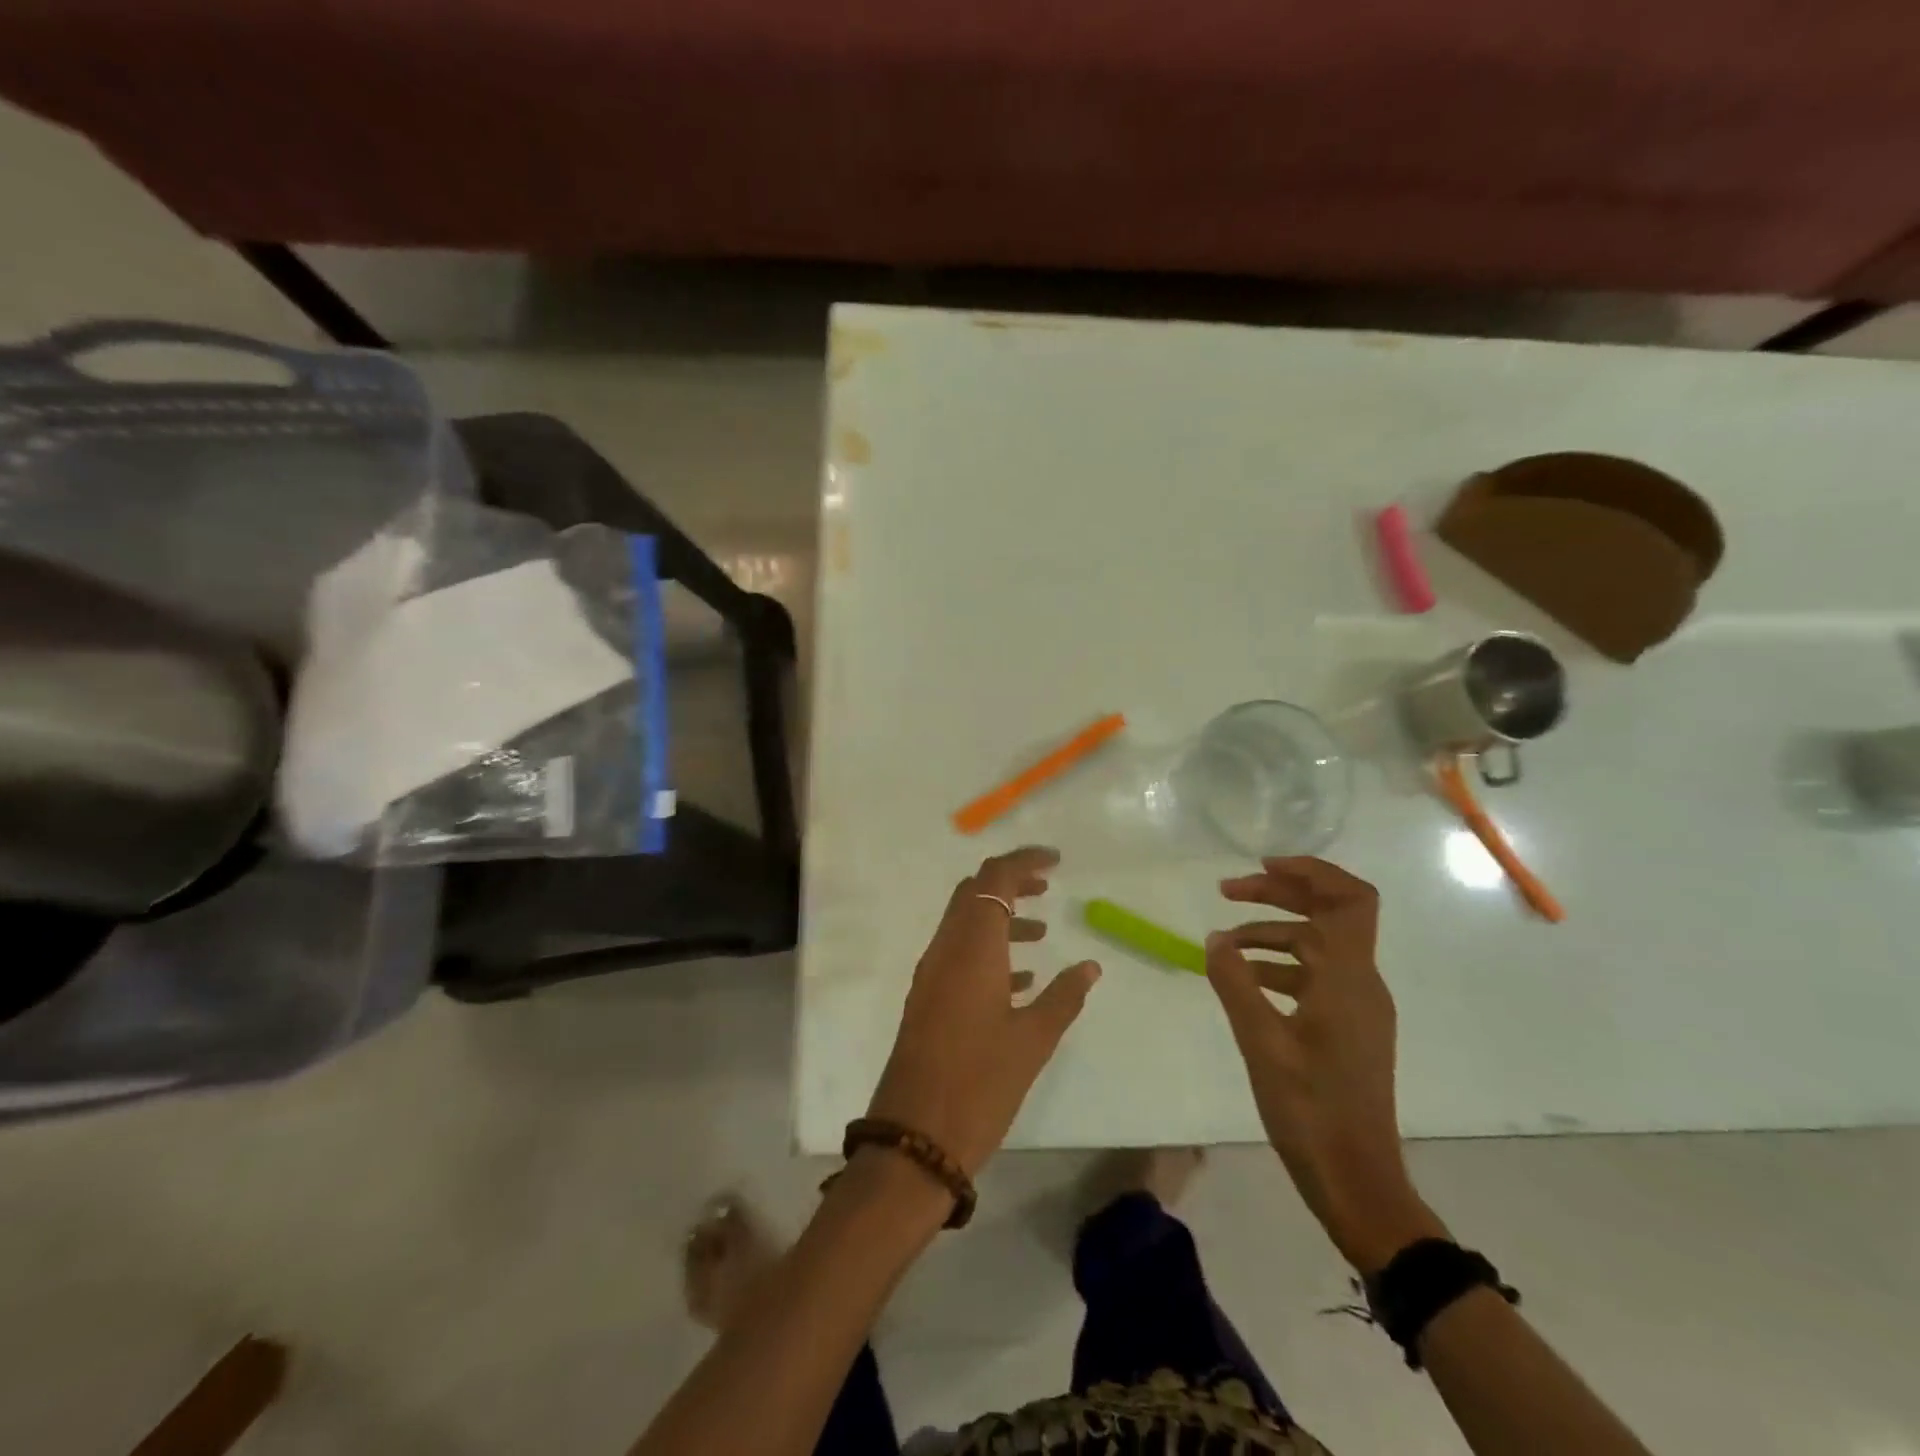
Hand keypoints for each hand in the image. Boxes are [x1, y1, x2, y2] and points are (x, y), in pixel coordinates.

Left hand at [867, 846, 1101, 1177]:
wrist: (916, 1137)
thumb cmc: (980, 1084)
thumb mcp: (1032, 1041)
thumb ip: (1063, 997)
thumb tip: (1090, 967)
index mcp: (971, 948)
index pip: (994, 880)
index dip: (1023, 861)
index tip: (1055, 861)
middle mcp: (946, 950)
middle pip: (974, 893)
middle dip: (1010, 883)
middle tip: (1048, 886)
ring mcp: (932, 974)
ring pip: (965, 923)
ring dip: (1000, 917)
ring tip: (1043, 931)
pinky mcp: (927, 998)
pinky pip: (959, 954)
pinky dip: (988, 949)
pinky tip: (1022, 977)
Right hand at [1205, 856, 1444, 1272]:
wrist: (1356, 1180)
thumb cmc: (1310, 1109)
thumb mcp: (1260, 1042)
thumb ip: (1234, 982)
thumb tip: (1215, 939)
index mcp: (1347, 978)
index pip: (1349, 899)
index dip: (1311, 871)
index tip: (1262, 866)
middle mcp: (1361, 983)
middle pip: (1329, 913)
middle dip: (1279, 894)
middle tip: (1227, 893)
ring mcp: (1357, 1006)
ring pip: (1317, 945)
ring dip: (1271, 933)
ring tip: (1223, 944)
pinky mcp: (1349, 1028)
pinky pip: (1315, 976)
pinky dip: (1279, 966)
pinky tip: (1244, 980)